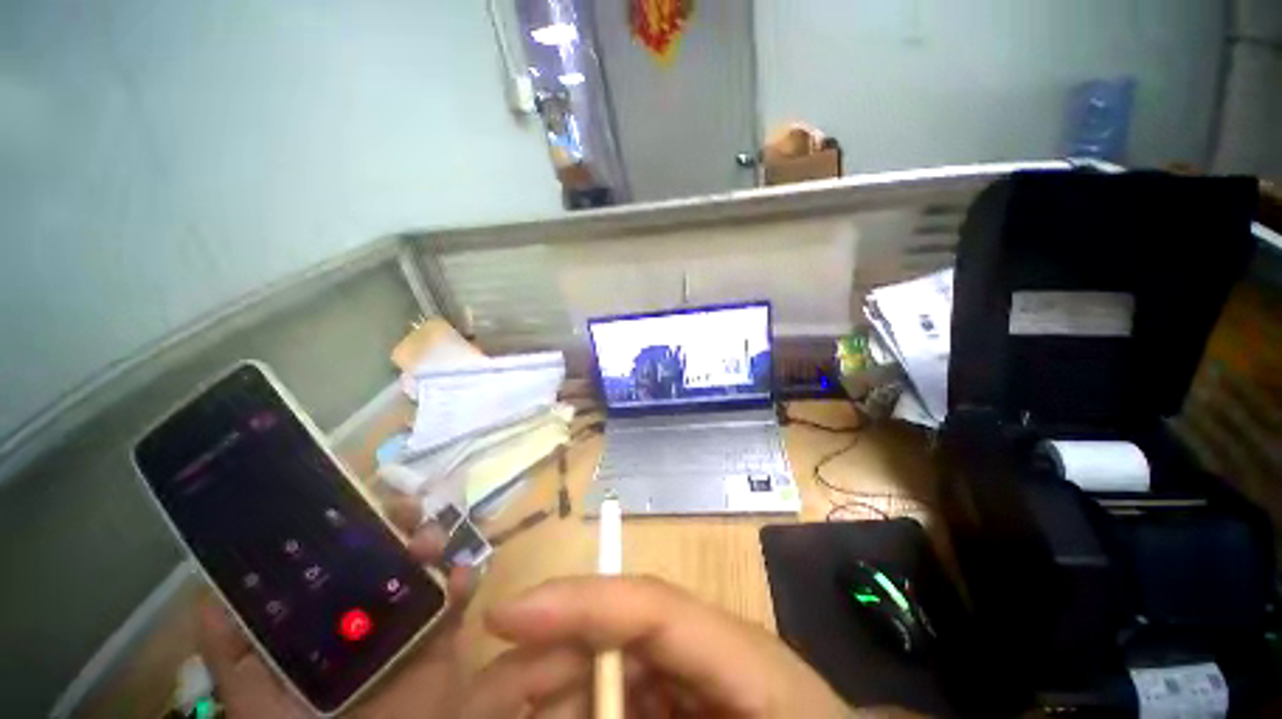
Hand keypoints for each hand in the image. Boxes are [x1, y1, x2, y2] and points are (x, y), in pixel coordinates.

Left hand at [198, 498, 474, 718]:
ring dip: (431, 541)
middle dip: (398, 521)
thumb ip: (229, 653)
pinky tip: (460, 574)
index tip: (357, 499)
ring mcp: (406, 621)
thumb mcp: (253, 696)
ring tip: (429, 543)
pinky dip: (464, 580)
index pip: (335, 557)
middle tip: (406, 508)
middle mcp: (364, 610)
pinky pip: (457, 599)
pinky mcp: (440, 636)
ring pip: (424, 565)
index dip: (348, 524)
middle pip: (385, 551)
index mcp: (321, 616)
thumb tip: (208, 594)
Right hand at [462, 576, 849, 717]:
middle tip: (483, 702)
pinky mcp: (674, 696)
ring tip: (508, 712)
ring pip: (601, 669)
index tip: (505, 616)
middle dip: (543, 662)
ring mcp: (686, 672)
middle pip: (611, 634)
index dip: (578, 601)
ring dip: (550, 694)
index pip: (649, 603)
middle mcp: (701, 646)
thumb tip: (567, 704)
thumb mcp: (744, 702)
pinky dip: (576, 709)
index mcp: (734, 646)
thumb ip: (647, 704)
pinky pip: (613, 697)